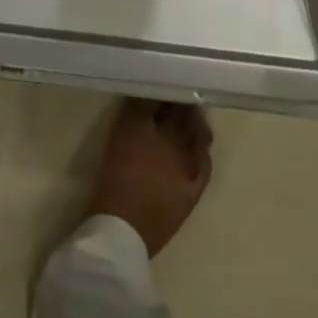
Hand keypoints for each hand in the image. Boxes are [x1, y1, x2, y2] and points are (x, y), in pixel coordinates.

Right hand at [86, 100, 213, 258]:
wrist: (121, 231)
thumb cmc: (112, 182)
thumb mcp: (117, 139)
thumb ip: (132, 114)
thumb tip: (145, 97)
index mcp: (141, 123)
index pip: (159, 98)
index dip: (165, 91)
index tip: (166, 86)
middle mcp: (167, 138)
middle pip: (180, 113)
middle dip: (183, 103)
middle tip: (182, 96)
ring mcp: (183, 163)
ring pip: (197, 134)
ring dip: (196, 123)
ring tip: (194, 117)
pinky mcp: (192, 188)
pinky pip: (205, 163)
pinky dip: (204, 152)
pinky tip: (202, 148)